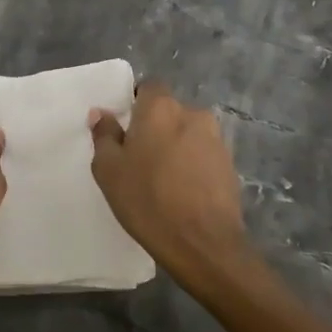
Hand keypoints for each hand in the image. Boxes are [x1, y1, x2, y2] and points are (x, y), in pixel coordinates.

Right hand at [89, 82, 247, 284]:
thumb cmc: (147, 200)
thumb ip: (104, 135)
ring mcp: (216, 138)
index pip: (148, 88)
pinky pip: (203, 154)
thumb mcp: (109, 170)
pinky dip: (192, 164)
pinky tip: (183, 191)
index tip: (126, 130)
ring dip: (176, 146)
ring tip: (163, 178)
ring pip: (187, 133)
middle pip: (168, 111)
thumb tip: (102, 112)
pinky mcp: (230, 164)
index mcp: (161, 108)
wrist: (203, 243)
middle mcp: (192, 113)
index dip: (136, 104)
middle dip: (155, 127)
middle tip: (139, 158)